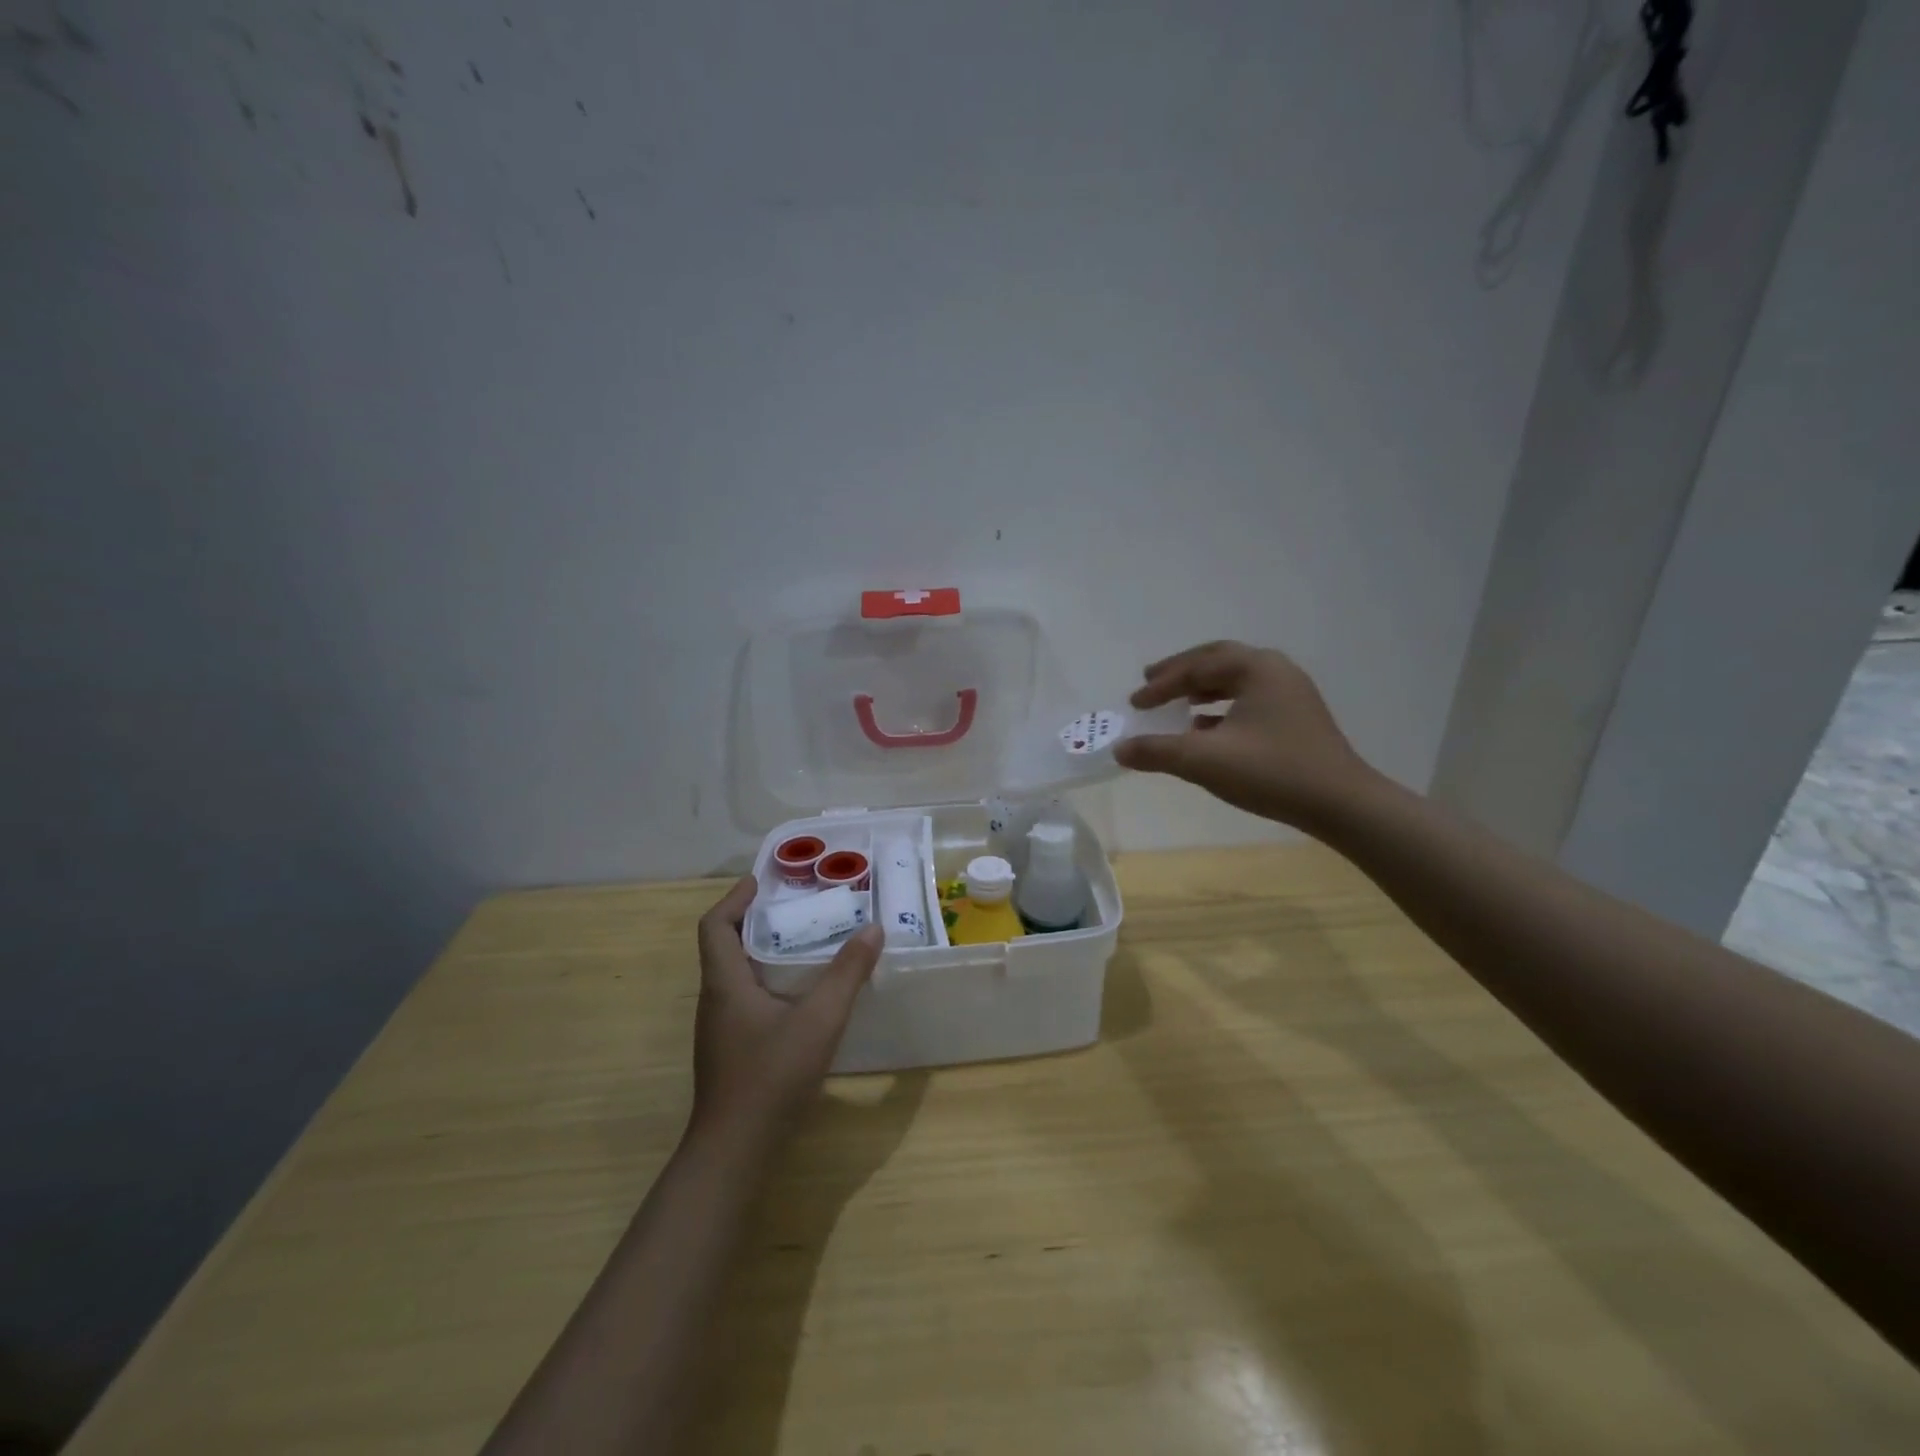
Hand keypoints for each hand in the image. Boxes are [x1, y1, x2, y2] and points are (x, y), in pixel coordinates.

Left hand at [691, 877, 883, 1145]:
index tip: (762, 881)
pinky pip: (745, 999)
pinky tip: (801, 995)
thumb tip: (872, 929)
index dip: (735, 898)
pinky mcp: (731, 1050)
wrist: (734, 1151)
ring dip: (763, 952)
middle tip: (796, 907)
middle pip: (725, 946)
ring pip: (736, 975)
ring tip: (804, 942)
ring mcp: (720, 1029)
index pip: (714, 925)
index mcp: (725, 983)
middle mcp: (716, 1000)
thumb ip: (847, 974)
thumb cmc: (771, 1075)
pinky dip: (768, 982)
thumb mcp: (820, 1020)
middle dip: (756, 920)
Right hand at [1114, 641, 1374, 830]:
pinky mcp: (1297, 718)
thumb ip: (1157, 752)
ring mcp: (1291, 693)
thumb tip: (1119, 749)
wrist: (1341, 804)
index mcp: (1256, 668)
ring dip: (1201, 688)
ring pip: (1235, 680)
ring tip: (1177, 702)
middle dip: (1181, 672)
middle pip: (1217, 661)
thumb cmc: (1272, 772)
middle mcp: (1275, 670)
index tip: (1134, 703)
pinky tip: (1205, 728)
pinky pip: (1249, 700)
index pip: (1196, 667)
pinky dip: (1221, 707)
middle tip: (1150, 681)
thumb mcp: (1204, 761)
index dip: (1160, 685)